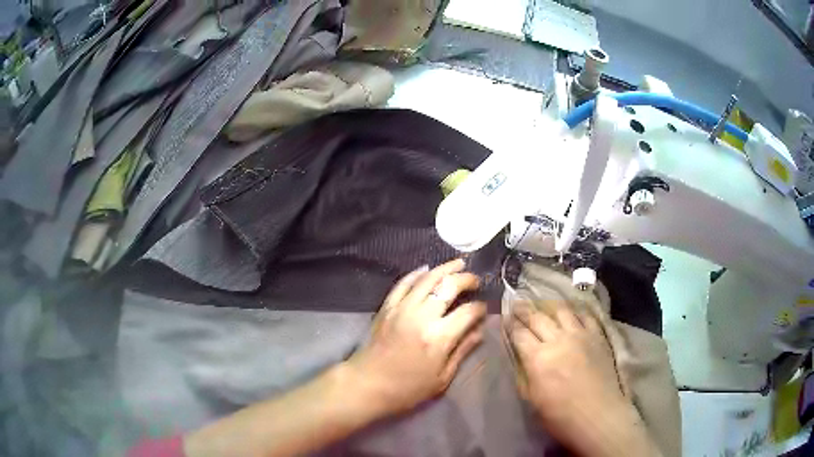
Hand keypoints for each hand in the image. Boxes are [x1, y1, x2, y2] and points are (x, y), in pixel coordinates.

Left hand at [347, 259, 485, 414]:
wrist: (367, 384)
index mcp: (439, 337)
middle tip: (476, 281)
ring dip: (445, 268)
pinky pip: (403, 283)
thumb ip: (462, 351)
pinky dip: (417, 273)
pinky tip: (427, 269)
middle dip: (466, 280)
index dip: (480, 308)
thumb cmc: (408, 388)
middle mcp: (422, 316)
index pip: (468, 312)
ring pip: (427, 278)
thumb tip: (480, 331)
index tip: (483, 309)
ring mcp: (402, 308)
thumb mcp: (442, 378)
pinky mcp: (387, 307)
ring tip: (459, 264)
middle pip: (449, 286)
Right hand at [509, 301, 657, 456]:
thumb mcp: (532, 400)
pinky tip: (572, 313)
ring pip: (562, 311)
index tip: (504, 317)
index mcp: (538, 358)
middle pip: (538, 318)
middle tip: (516, 303)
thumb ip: (524, 375)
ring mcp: (580, 335)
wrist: (598, 415)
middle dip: (524, 310)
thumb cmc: (560, 415)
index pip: (520, 334)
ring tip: (543, 305)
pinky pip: (585, 316)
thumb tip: (520, 358)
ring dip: (549, 306)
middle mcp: (558, 340)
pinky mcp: (597, 336)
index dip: (510, 324)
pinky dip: (576, 311)